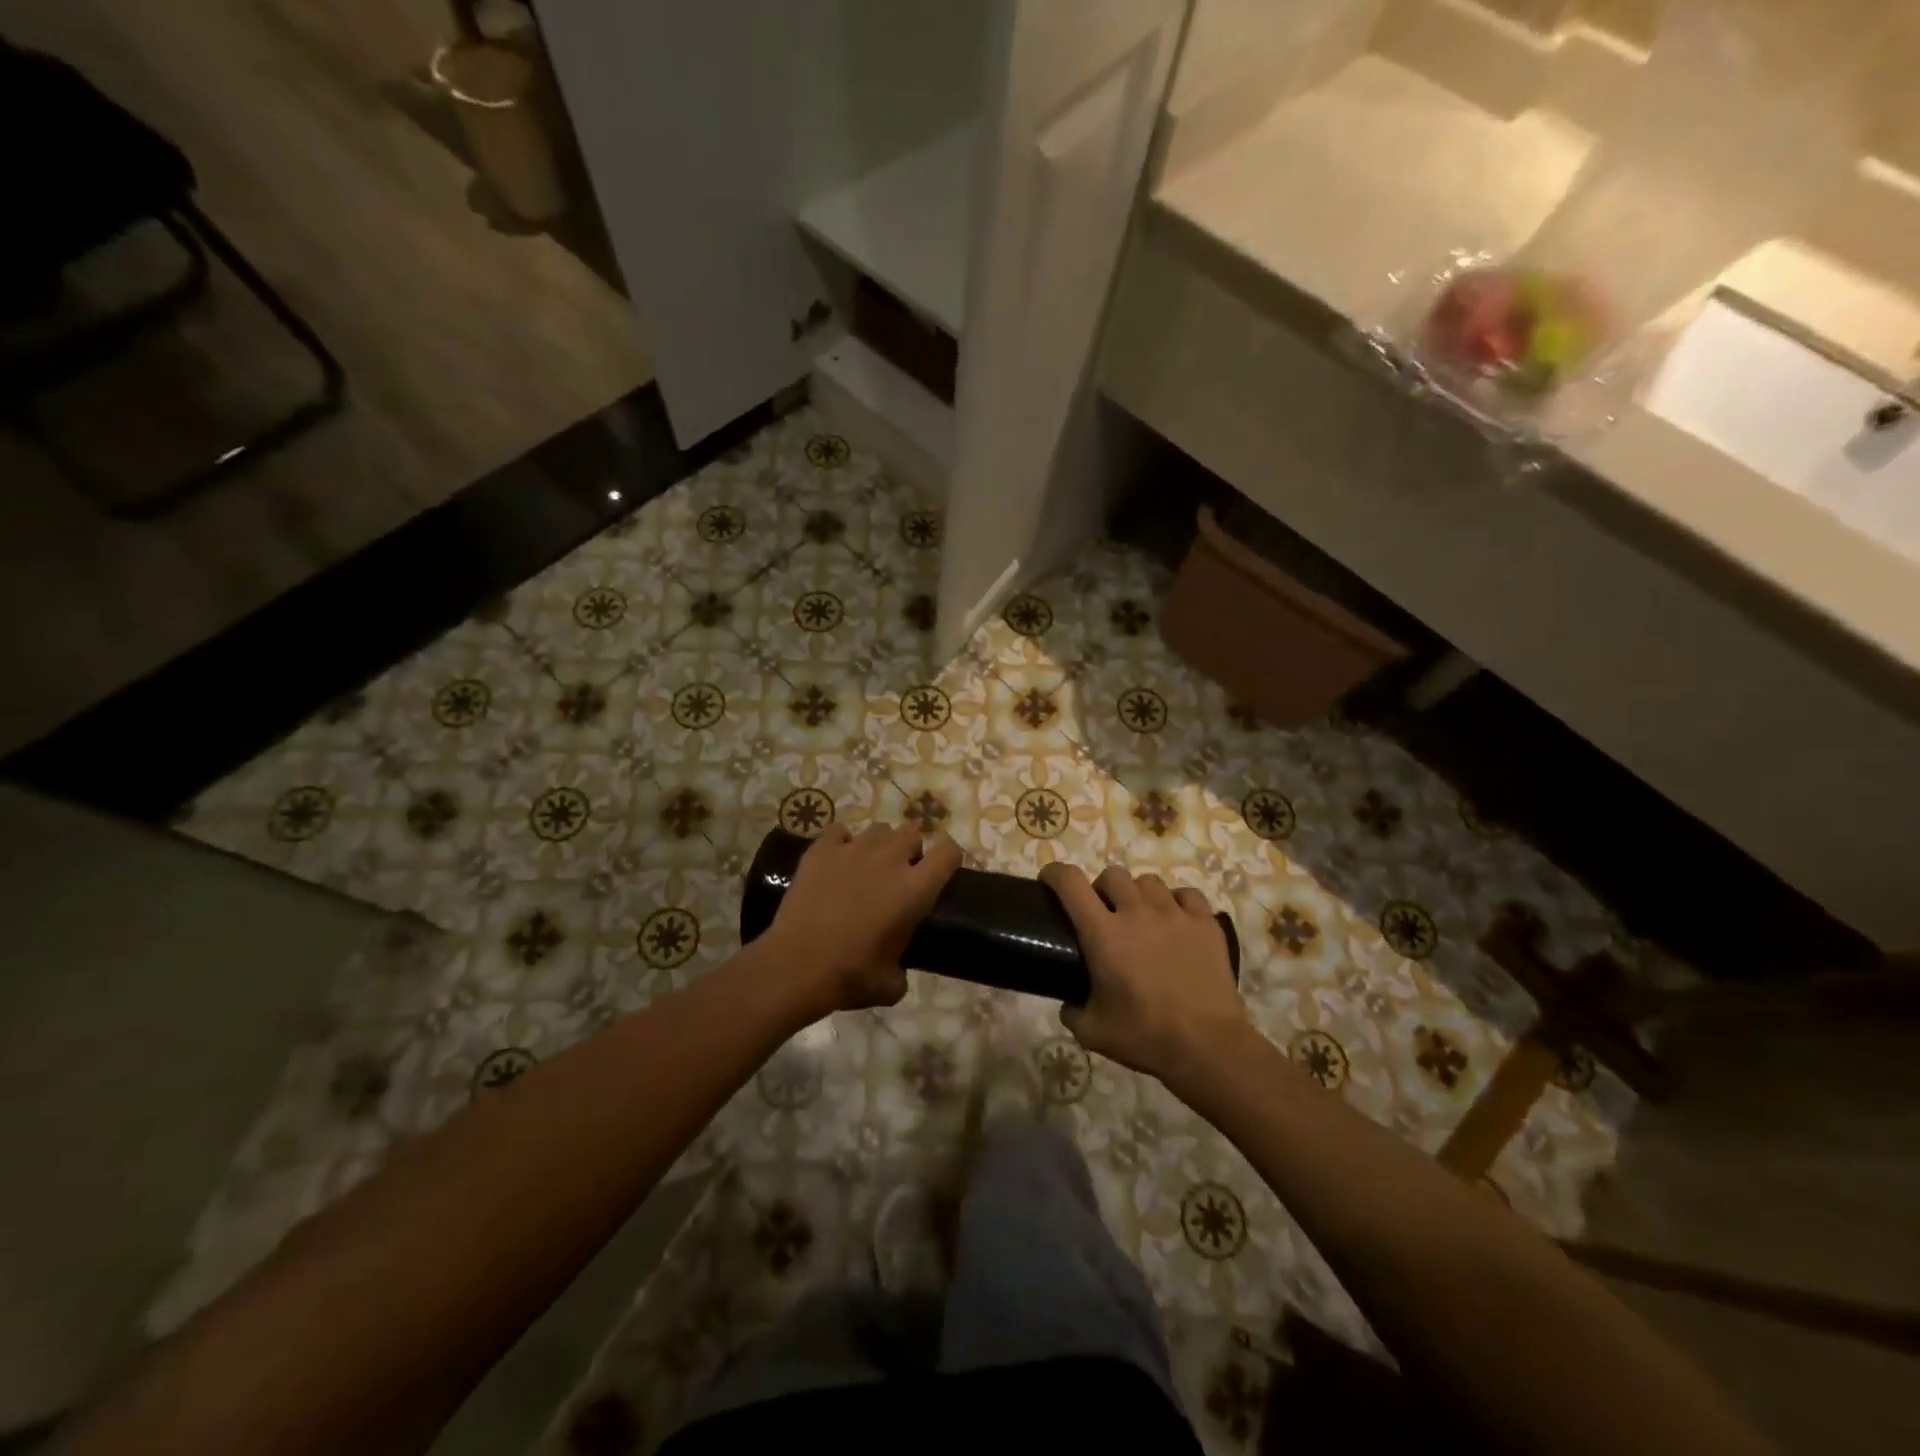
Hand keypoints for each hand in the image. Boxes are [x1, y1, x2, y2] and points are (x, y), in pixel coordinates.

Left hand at [765, 823, 962, 1017]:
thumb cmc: (850, 976)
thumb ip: (903, 969)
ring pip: (878, 829)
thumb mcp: (891, 985)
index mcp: (915, 889)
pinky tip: (835, 861)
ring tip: (867, 867)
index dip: (949, 860)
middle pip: (912, 834)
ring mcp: (853, 849)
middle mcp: (889, 859)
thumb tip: (897, 968)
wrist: (796, 966)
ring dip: (879, 845)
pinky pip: (838, 831)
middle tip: (899, 876)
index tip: (942, 873)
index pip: (948, 853)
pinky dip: (841, 842)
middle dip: (910, 851)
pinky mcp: (821, 850)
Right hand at [1039, 863, 1247, 1084]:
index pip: (1071, 882)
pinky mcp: (1205, 923)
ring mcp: (1175, 914)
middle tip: (1103, 914)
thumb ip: (1072, 1011)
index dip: (1055, 874)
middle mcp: (1137, 912)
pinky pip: (1186, 894)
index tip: (1049, 882)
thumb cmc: (1145, 1037)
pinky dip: (1176, 902)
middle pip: (1112, 875)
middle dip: (1101, 888)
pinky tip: (1175, 921)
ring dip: (1138, 894)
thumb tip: (1069, 1002)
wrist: (1208, 1047)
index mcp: (1103, 933)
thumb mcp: (1092, 1032)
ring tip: (1141, 917)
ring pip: (1148, 881)